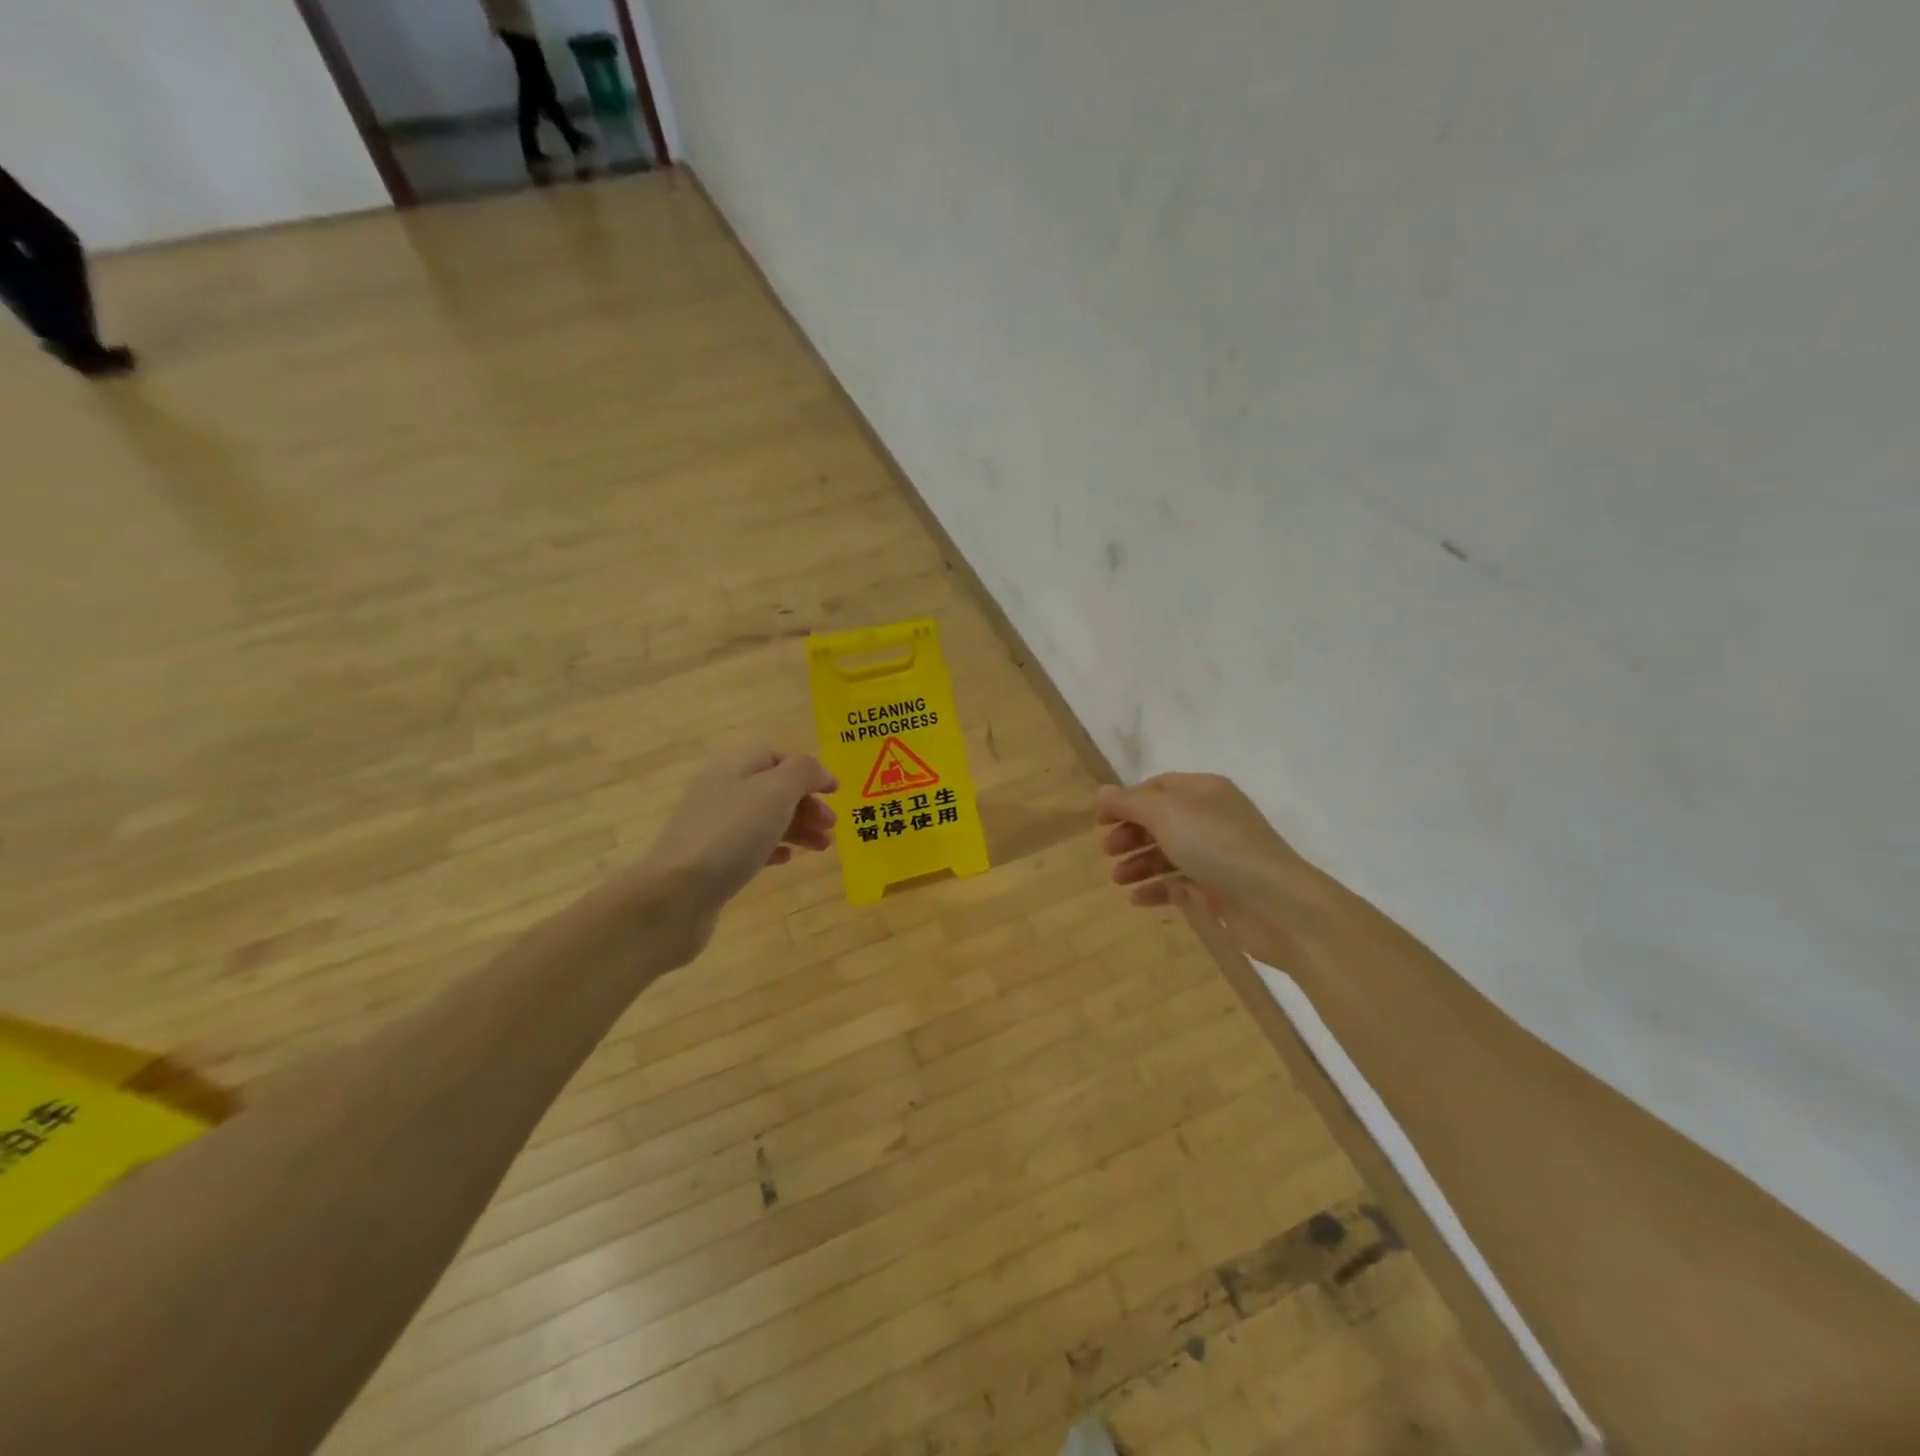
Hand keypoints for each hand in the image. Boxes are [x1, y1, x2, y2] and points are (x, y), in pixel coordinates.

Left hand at [641, 748, 837, 911]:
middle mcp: (720, 792)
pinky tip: (787, 860)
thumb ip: (802, 773)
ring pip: (763, 819)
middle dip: (806, 803)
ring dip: (797, 828)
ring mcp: (712, 829)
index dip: (808, 771)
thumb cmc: (731, 835)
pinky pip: (748, 847)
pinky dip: (773, 848)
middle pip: (771, 789)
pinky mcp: (710, 862)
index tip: (836, 793)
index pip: (776, 757)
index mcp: (732, 768)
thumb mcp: (774, 792)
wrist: (676, 895)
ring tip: (822, 848)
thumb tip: (818, 772)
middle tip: (832, 826)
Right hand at [1095, 773, 1322, 960]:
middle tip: (1106, 851)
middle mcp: (1211, 819)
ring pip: (1168, 854)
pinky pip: (1180, 884)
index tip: (1100, 821)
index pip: (1157, 787)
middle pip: (1160, 821)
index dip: (1126, 801)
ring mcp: (1216, 856)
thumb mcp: (1166, 814)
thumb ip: (1129, 802)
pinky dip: (1157, 889)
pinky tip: (1137, 899)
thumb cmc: (1217, 846)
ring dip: (1139, 864)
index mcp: (1203, 791)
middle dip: (1131, 834)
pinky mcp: (1219, 890)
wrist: (1275, 904)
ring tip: (1117, 880)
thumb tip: (1102, 793)